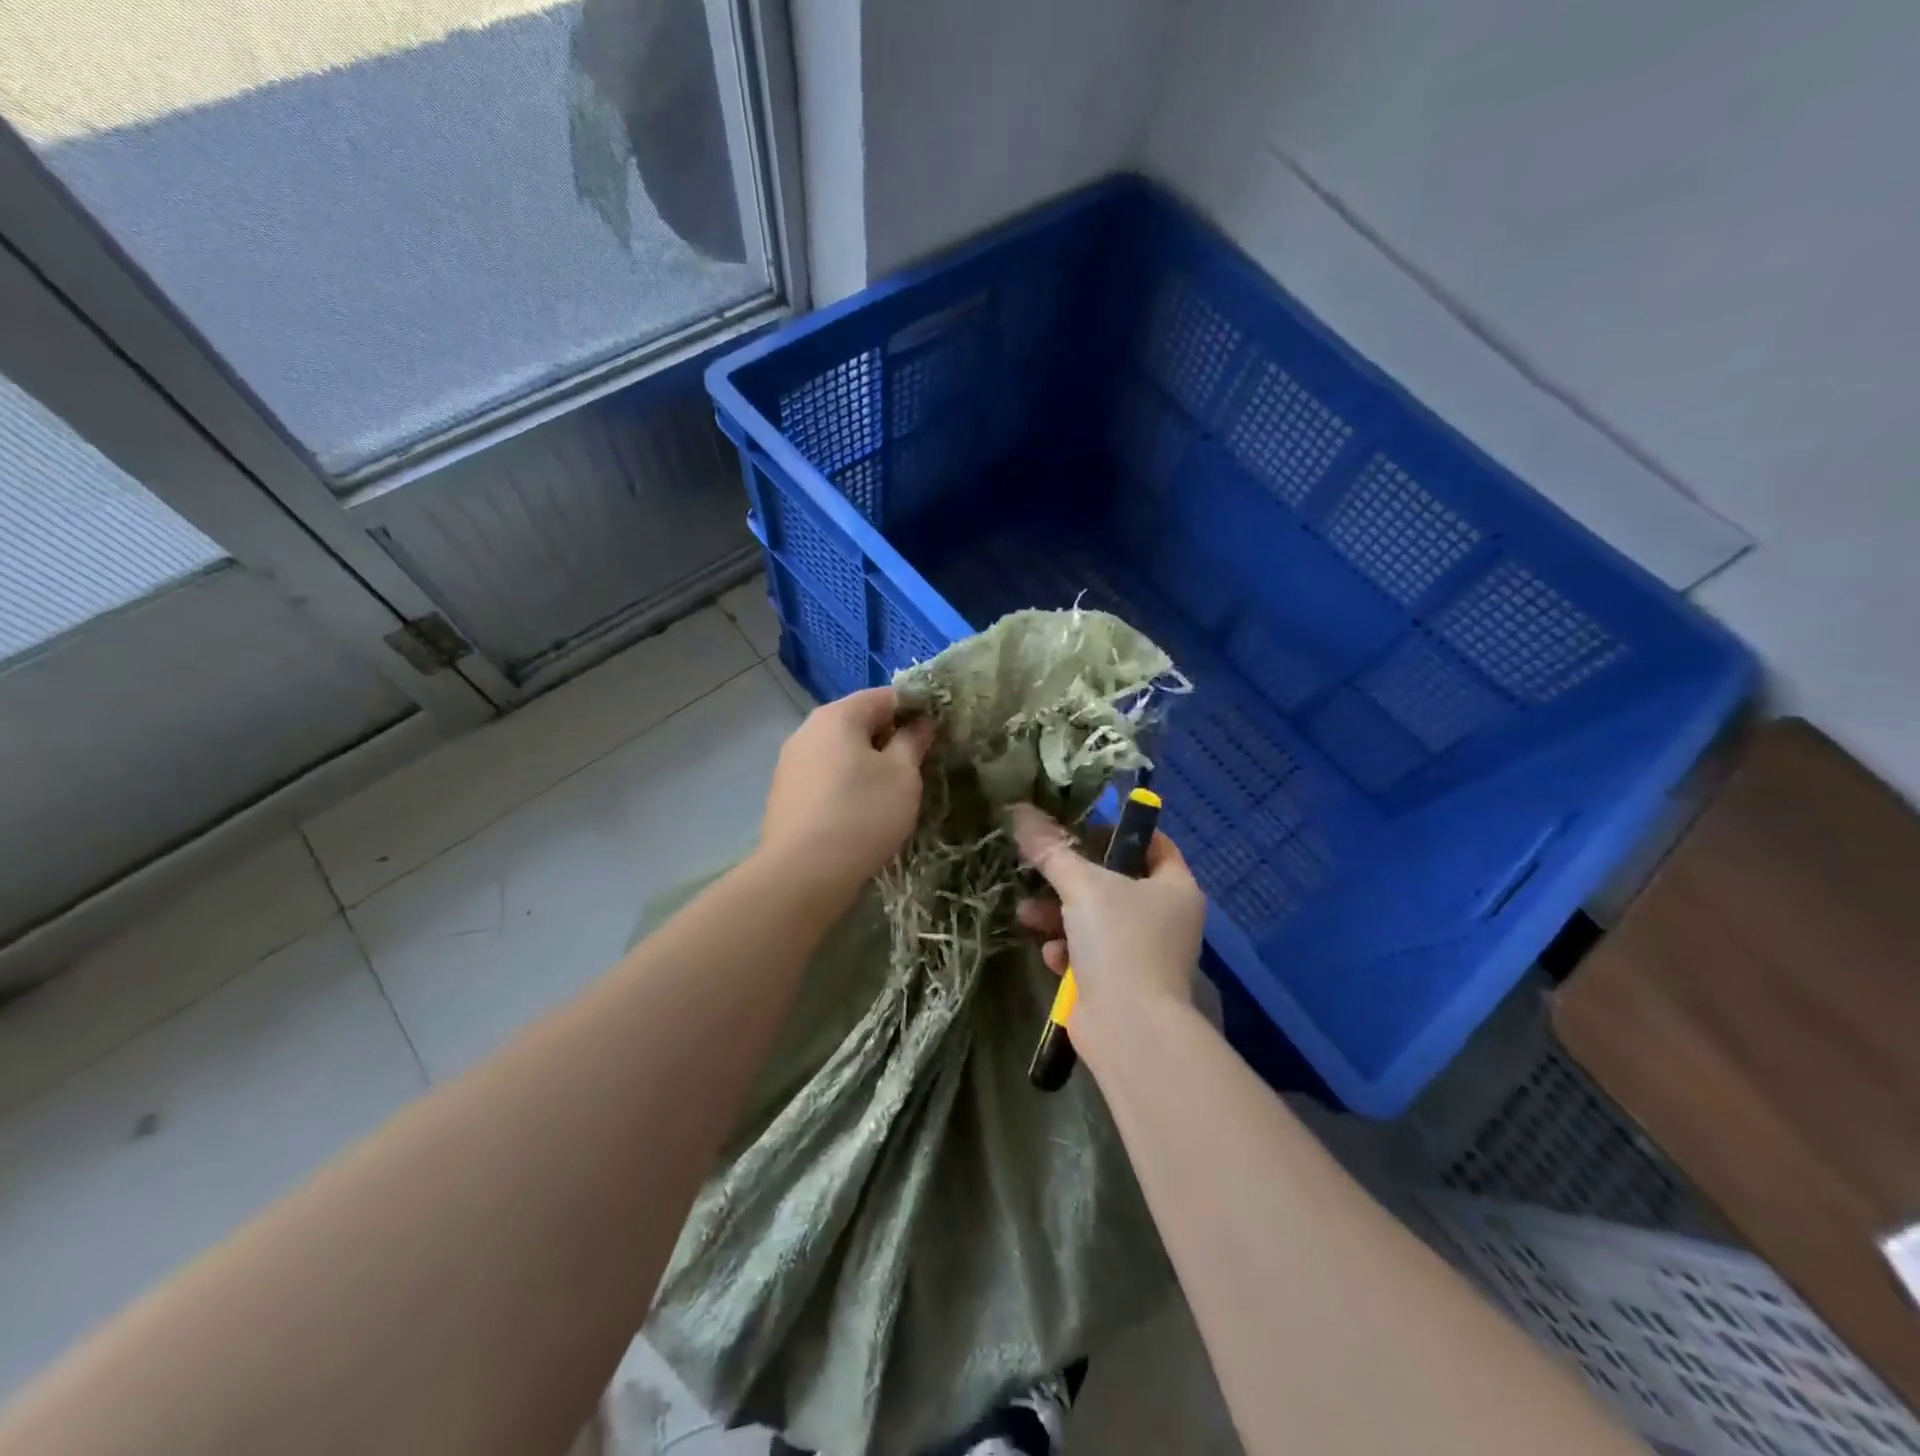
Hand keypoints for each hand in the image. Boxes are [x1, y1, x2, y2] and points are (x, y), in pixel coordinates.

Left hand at [758, 687, 935, 907]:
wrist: (802, 875)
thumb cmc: (861, 815)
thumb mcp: (902, 775)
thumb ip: (913, 741)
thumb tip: (920, 723)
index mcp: (837, 716)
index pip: (885, 696)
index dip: (917, 708)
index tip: (939, 732)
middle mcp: (807, 730)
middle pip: (859, 721)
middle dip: (891, 737)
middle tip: (920, 764)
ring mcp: (791, 763)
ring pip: (842, 751)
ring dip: (869, 763)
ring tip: (894, 791)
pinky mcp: (786, 794)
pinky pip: (826, 776)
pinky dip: (848, 784)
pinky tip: (862, 811)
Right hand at [1009, 803, 1206, 1048]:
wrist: (1128, 1029)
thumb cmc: (1119, 942)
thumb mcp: (1083, 886)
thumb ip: (1052, 850)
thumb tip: (1020, 812)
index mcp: (1175, 887)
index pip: (1152, 842)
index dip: (1116, 830)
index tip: (1078, 827)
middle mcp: (1165, 917)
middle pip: (1114, 881)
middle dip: (1070, 878)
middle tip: (1040, 868)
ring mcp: (1143, 951)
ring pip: (1094, 918)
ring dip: (1058, 915)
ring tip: (1028, 914)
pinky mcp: (1119, 981)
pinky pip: (1088, 952)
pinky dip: (1068, 951)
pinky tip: (1052, 956)